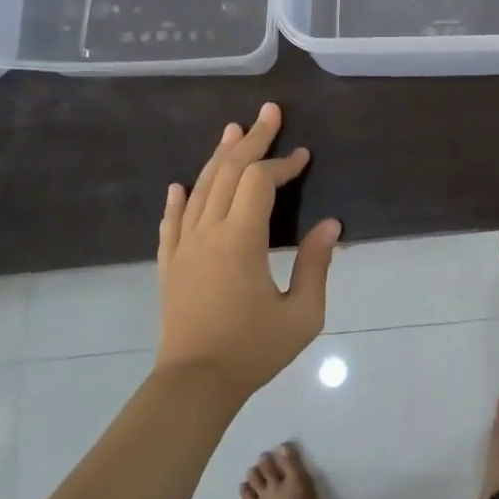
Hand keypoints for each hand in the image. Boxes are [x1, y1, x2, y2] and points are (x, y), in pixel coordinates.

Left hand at [156, 102, 340, 400]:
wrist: (194, 385)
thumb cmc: (252, 350)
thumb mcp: (302, 314)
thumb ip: (316, 264)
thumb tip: (329, 225)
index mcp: (240, 239)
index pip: (260, 182)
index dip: (283, 163)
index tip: (303, 156)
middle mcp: (207, 231)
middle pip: (228, 171)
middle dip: (252, 139)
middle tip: (269, 112)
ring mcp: (182, 246)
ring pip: (200, 187)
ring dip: (219, 156)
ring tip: (233, 129)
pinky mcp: (168, 264)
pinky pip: (172, 221)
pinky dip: (179, 198)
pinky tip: (180, 185)